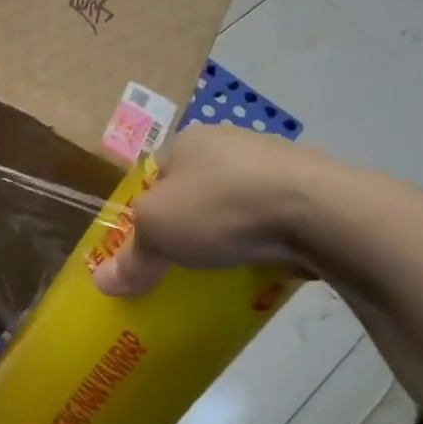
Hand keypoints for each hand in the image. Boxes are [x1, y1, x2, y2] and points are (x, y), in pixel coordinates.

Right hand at [92, 123, 334, 296]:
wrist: (319, 211)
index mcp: (186, 141)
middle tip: (177, 260)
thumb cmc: (220, 207)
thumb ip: (131, 259)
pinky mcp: (309, 189)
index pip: (151, 174)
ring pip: (234, 203)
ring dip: (226, 231)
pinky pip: (270, 218)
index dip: (143, 209)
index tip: (144, 244)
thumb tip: (103, 283)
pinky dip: (261, 239)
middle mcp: (228, 142)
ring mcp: (273, 164)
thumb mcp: (157, 234)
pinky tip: (258, 263)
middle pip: (192, 189)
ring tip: (218, 267)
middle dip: (186, 223)